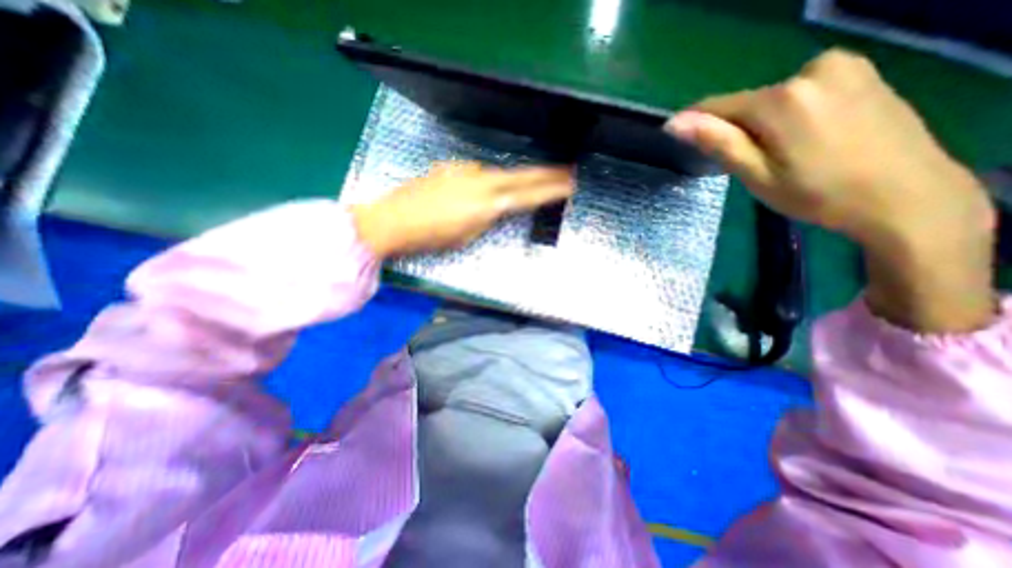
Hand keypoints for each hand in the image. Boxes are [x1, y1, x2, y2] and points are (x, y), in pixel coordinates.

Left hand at [354, 160, 571, 255]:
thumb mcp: (466, 237)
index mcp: (487, 203)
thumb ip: (485, 218)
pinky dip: (487, 180)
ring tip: (532, 181)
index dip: (550, 190)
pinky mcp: (451, 168)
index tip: (570, 184)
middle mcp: (480, 181)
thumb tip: (495, 208)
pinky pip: (477, 173)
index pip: (527, 195)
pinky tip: (482, 188)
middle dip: (546, 174)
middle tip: (567, 171)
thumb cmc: (430, 238)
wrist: (391, 220)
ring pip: (498, 174)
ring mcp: (464, 171)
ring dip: (516, 178)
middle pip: (521, 175)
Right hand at [670, 48, 993, 331]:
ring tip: (782, 155)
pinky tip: (806, 140)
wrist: (908, 196)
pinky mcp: (862, 72)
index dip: (695, 123)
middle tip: (749, 165)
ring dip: (763, 125)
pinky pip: (801, 93)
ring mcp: (844, 66)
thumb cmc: (818, 194)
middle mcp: (813, 69)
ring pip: (773, 99)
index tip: (677, 139)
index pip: (717, 106)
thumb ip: (719, 143)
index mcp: (783, 99)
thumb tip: (676, 123)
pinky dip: (789, 115)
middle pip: (747, 104)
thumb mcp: (758, 175)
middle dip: (737, 130)